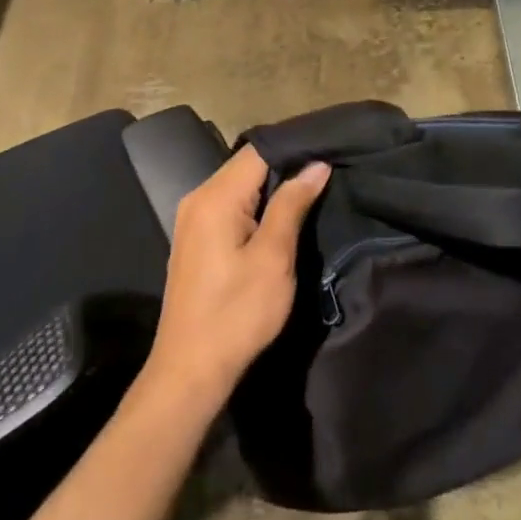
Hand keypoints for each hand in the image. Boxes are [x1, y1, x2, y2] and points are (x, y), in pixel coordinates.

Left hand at [145, 146, 329, 404]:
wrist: (190, 372)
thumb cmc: (236, 313)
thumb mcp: (273, 257)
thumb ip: (292, 204)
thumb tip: (316, 165)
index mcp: (215, 197)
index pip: (259, 150)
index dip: (296, 147)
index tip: (330, 149)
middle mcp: (198, 198)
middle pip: (248, 164)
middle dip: (287, 164)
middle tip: (328, 169)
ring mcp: (193, 219)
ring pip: (241, 185)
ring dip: (274, 186)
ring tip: (314, 187)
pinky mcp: (197, 239)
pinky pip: (231, 205)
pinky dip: (258, 204)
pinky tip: (284, 214)